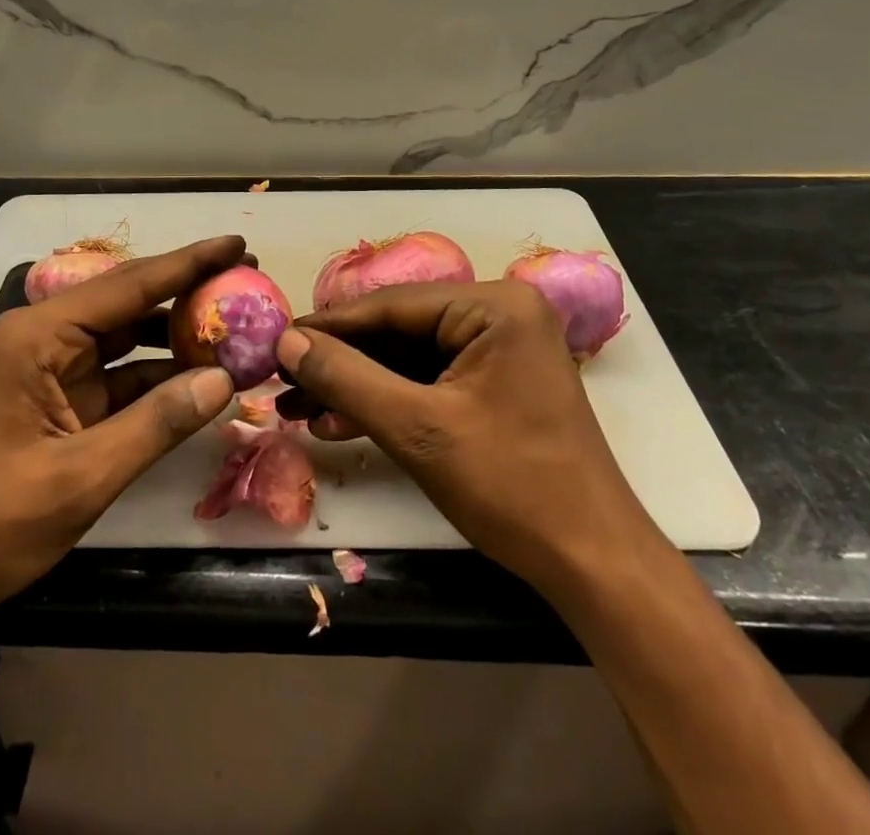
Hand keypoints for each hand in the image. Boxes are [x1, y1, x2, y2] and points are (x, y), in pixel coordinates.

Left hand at [0, 236, 243, 651]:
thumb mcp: (80, 477)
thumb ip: (155, 424)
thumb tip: (224, 381)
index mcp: (40, 336)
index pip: (130, 286)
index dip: (189, 264)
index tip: (237, 244)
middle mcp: (46, 338)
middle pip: (130, 303)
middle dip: (188, 292)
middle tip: (247, 280)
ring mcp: (52, 371)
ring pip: (127, 339)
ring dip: (177, 336)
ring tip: (235, 324)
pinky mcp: (59, 403)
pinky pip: (119, 377)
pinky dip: (159, 377)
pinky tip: (201, 378)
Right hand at [280, 280, 659, 591]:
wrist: (592, 565)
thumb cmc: (511, 486)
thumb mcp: (418, 430)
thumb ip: (347, 379)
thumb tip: (287, 342)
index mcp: (494, 306)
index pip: (392, 305)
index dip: (329, 326)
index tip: (277, 341)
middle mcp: (499, 314)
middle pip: (399, 329)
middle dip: (341, 362)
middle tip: (283, 382)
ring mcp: (500, 348)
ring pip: (409, 357)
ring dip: (357, 384)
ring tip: (298, 408)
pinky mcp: (496, 382)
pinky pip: (430, 379)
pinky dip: (388, 401)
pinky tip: (340, 420)